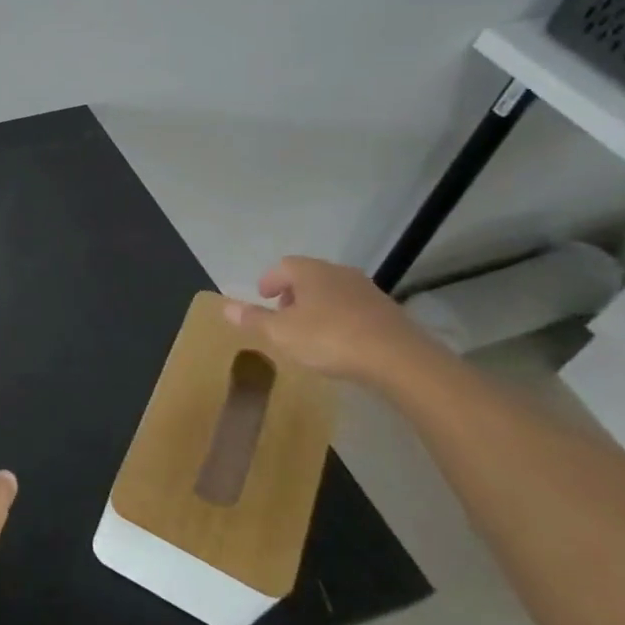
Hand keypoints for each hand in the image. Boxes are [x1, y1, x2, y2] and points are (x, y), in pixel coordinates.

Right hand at [221, 256, 438, 387]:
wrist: (399, 358)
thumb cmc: (330, 338)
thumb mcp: (281, 333)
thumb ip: (253, 319)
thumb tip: (225, 306)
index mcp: (310, 272)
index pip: (283, 266)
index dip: (270, 280)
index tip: (263, 297)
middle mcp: (338, 273)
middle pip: (310, 276)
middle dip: (293, 292)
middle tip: (283, 313)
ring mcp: (367, 291)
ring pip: (333, 291)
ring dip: (318, 305)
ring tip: (310, 329)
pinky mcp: (388, 311)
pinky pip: (355, 308)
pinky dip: (341, 317)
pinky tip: (340, 340)